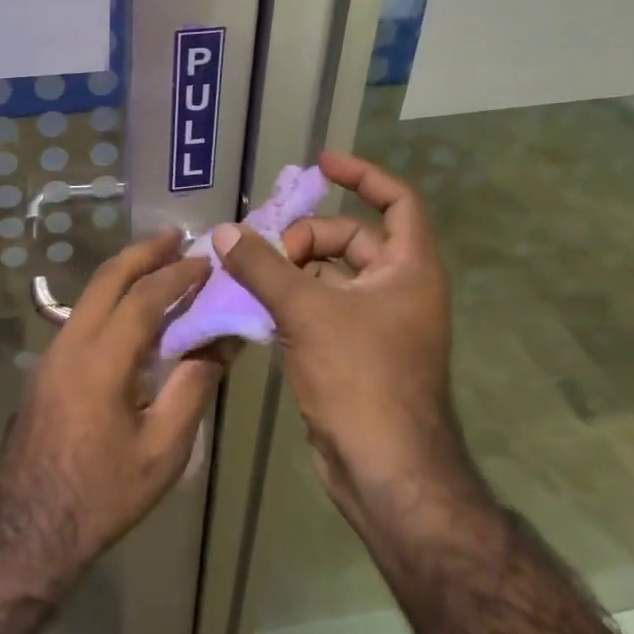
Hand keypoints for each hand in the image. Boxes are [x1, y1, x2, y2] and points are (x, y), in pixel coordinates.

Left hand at [0, 229, 226, 585]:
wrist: (29, 527)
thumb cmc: (103, 494)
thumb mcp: (162, 449)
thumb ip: (193, 388)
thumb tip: (222, 343)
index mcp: (101, 361)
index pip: (143, 299)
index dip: (177, 276)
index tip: (207, 261)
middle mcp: (70, 344)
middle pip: (107, 280)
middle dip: (142, 252)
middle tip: (175, 235)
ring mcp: (52, 354)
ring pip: (90, 295)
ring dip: (124, 273)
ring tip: (158, 262)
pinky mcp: (47, 368)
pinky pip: (82, 317)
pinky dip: (111, 299)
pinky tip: (132, 309)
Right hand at [211, 151, 480, 532]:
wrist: (385, 469)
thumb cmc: (360, 378)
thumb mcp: (306, 311)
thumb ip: (263, 266)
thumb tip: (225, 231)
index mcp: (409, 269)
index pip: (397, 200)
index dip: (363, 174)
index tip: (321, 164)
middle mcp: (398, 289)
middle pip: (351, 239)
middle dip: (306, 236)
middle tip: (263, 248)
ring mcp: (377, 323)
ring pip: (330, 277)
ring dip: (290, 270)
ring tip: (247, 272)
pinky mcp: (354, 352)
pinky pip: (320, 309)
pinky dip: (290, 301)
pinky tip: (253, 306)